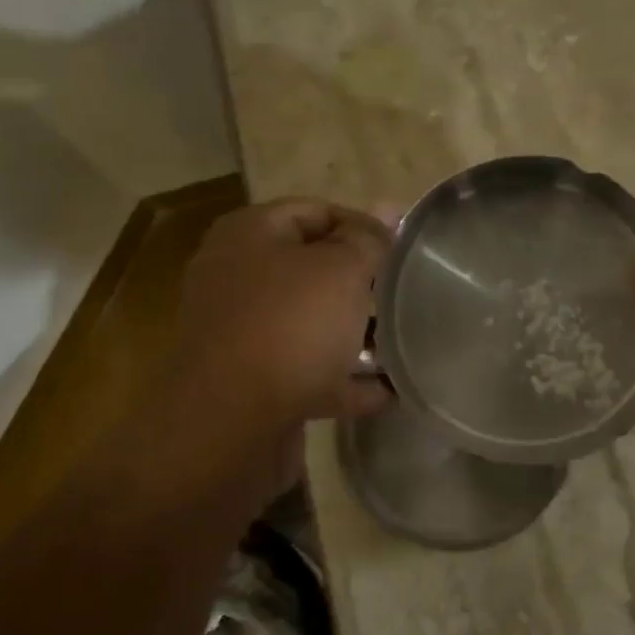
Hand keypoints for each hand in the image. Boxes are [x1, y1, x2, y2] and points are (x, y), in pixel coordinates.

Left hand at [172, 199, 391, 429]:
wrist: (228, 426)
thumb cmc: (289, 327)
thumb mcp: (340, 270)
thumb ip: (367, 240)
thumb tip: (388, 207)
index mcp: (250, 235)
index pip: (315, 212)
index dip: (363, 225)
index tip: (404, 251)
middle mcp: (239, 279)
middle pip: (311, 270)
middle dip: (361, 283)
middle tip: (405, 294)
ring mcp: (244, 336)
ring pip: (311, 324)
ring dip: (355, 334)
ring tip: (405, 341)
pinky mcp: (254, 386)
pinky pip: (310, 374)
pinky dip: (346, 381)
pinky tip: (390, 392)